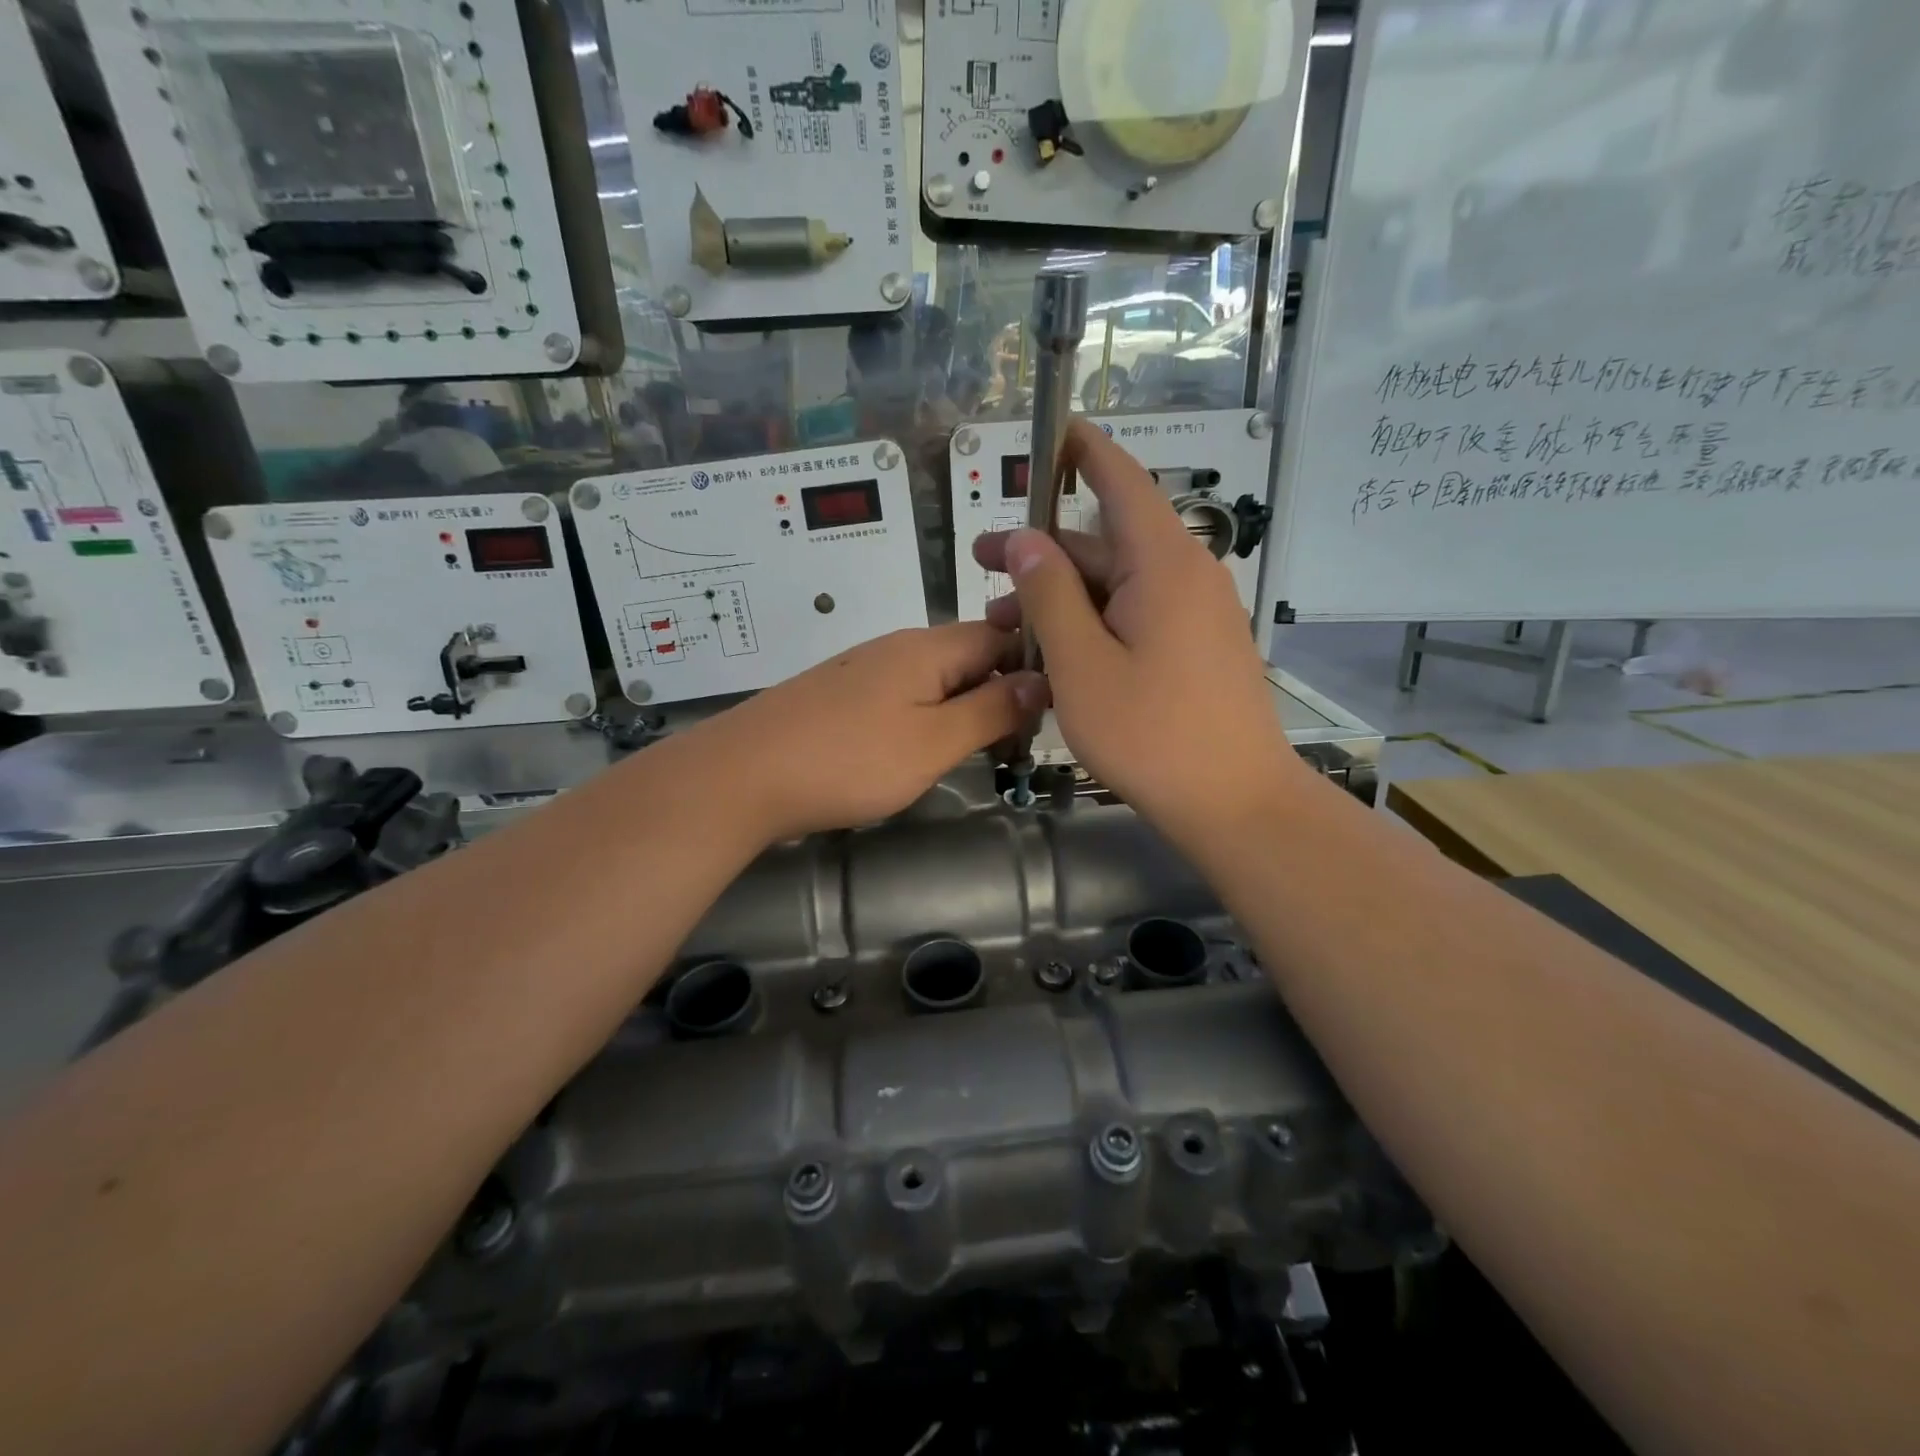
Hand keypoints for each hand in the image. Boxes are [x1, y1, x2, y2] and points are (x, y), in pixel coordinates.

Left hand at [700, 623, 1047, 842]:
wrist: (742, 776)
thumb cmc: (848, 761)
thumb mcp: (933, 742)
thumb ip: (990, 711)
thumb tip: (1039, 680)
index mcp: (927, 648)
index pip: (999, 634)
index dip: (1031, 664)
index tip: (1051, 708)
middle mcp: (896, 647)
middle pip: (966, 655)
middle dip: (998, 691)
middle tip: (1017, 740)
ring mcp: (863, 670)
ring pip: (933, 679)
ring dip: (962, 708)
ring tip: (978, 750)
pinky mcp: (840, 696)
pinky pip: (900, 696)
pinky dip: (924, 718)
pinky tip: (920, 751)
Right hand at [973, 420, 1304, 847]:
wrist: (1236, 803)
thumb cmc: (1153, 735)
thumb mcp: (1082, 665)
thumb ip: (1050, 595)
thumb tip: (1024, 540)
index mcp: (1163, 565)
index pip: (1121, 480)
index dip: (1084, 450)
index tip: (1051, 429)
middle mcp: (1186, 576)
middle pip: (1106, 543)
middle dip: (1042, 551)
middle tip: (980, 564)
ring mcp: (1196, 615)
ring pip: (1117, 586)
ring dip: (1061, 597)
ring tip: (1004, 627)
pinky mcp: (1197, 648)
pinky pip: (1137, 616)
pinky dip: (1093, 622)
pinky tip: (1055, 651)